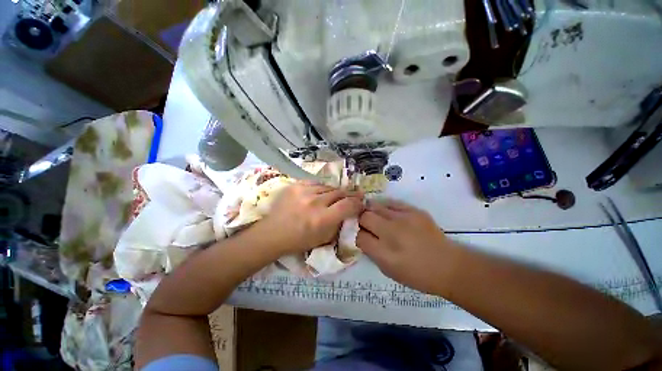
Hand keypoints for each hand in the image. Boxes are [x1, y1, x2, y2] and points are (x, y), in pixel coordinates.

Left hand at [261, 182, 363, 253]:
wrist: (273, 233)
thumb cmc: (299, 240)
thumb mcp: (324, 238)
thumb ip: (339, 223)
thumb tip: (349, 211)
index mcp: (322, 219)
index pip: (348, 205)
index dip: (357, 203)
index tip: (361, 203)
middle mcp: (315, 202)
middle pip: (339, 193)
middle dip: (348, 195)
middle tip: (353, 196)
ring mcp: (304, 191)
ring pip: (328, 187)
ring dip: (334, 192)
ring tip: (335, 196)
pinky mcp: (296, 185)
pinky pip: (316, 183)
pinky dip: (321, 188)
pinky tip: (320, 192)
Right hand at [357, 199, 459, 293]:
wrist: (449, 266)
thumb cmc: (416, 274)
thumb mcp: (388, 270)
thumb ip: (371, 252)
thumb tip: (359, 236)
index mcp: (384, 253)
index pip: (358, 236)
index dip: (354, 233)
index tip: (355, 233)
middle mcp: (392, 232)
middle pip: (364, 217)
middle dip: (359, 219)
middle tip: (361, 223)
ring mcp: (403, 218)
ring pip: (375, 206)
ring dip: (369, 210)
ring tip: (370, 213)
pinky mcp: (413, 210)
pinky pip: (390, 202)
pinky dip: (383, 205)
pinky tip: (383, 210)